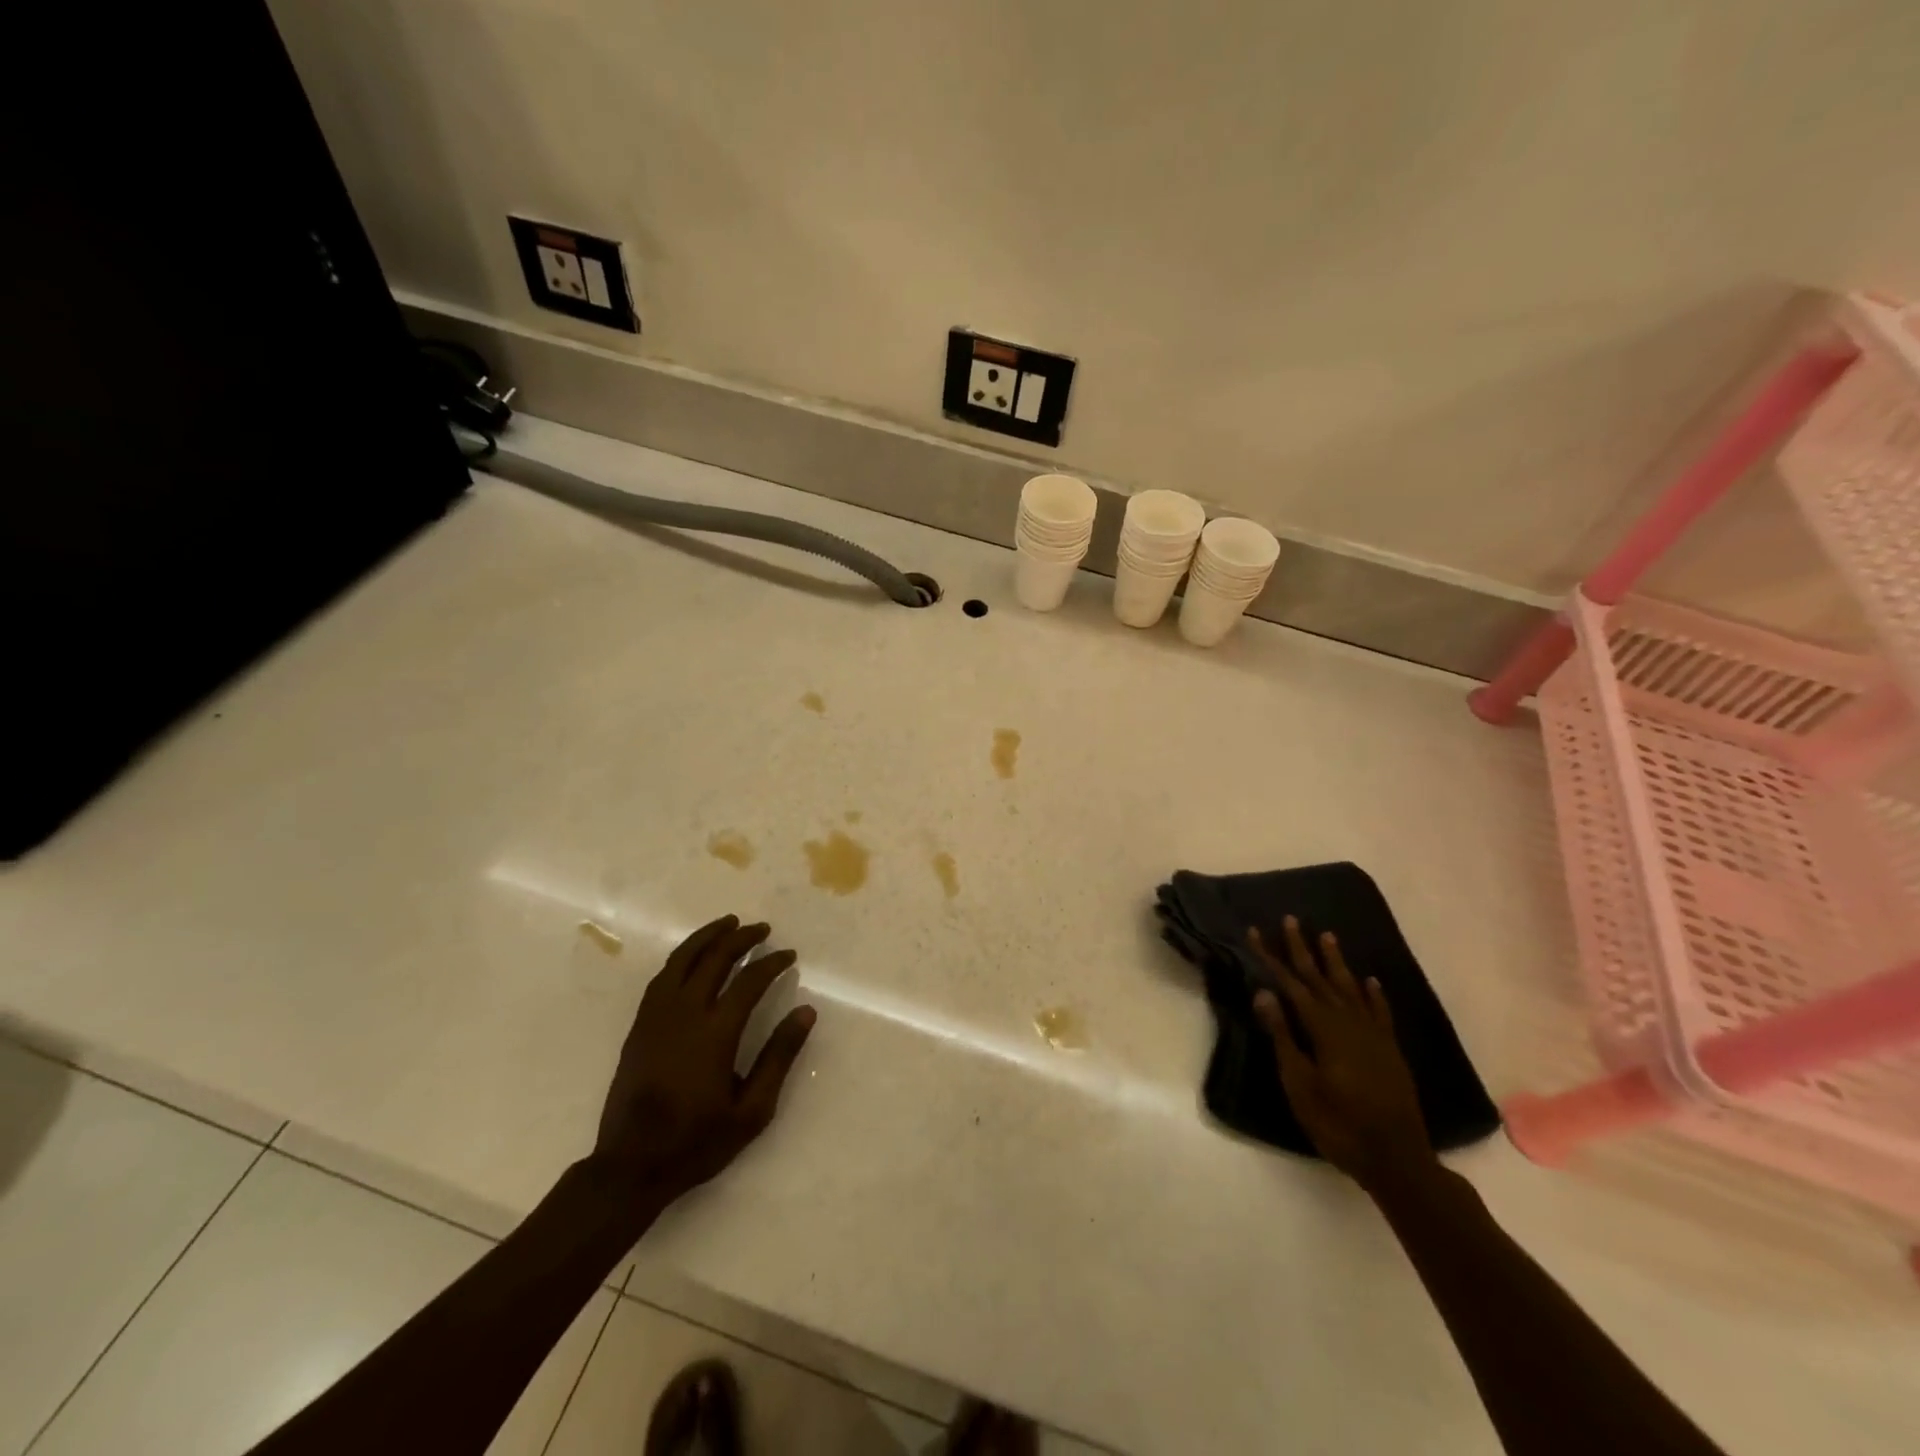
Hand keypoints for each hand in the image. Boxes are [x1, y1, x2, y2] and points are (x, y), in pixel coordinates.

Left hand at [592, 915, 815, 1204]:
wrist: (630, 1167)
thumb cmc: (697, 1142)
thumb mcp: (752, 1110)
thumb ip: (779, 1056)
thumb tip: (806, 1011)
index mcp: (715, 1034)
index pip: (749, 981)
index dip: (772, 962)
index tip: (789, 956)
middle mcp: (684, 1014)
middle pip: (714, 959)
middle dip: (741, 938)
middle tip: (762, 929)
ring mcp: (656, 1017)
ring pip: (682, 960)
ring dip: (707, 937)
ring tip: (728, 924)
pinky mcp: (639, 1026)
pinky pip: (662, 977)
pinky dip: (681, 957)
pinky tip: (693, 956)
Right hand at [1250, 918, 1435, 1194]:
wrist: (1397, 1158)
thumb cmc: (1337, 1123)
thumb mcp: (1299, 1083)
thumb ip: (1283, 1035)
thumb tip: (1264, 992)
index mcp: (1323, 1028)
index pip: (1290, 983)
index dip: (1270, 956)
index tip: (1254, 931)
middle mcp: (1349, 1022)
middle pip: (1320, 978)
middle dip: (1302, 948)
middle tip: (1290, 919)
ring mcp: (1373, 1035)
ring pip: (1350, 988)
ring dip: (1336, 961)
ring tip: (1327, 935)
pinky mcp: (1389, 1050)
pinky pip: (1379, 1011)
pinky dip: (1373, 993)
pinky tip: (1370, 980)